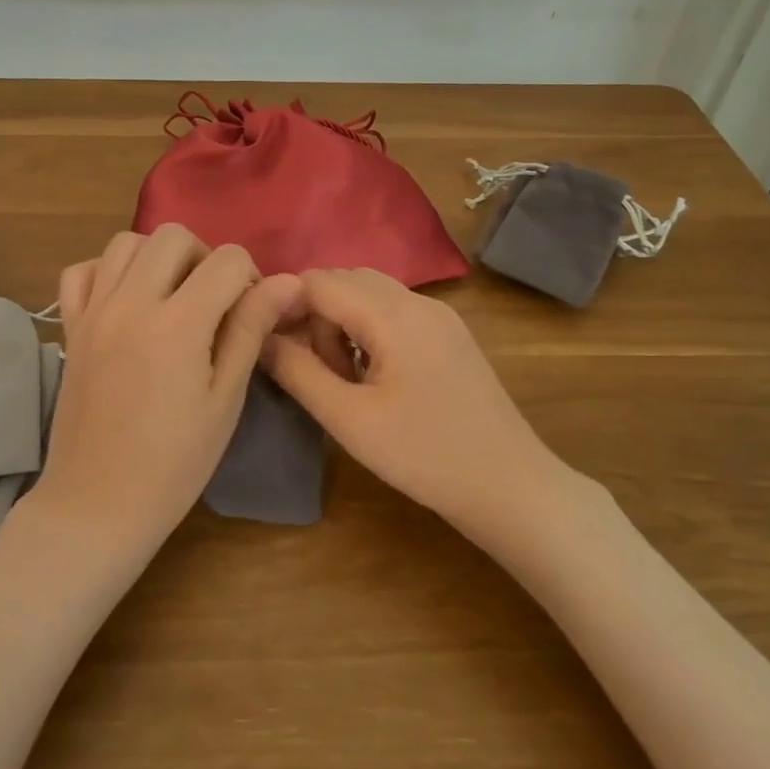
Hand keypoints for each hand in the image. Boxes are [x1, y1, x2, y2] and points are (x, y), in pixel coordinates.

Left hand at [32, 226, 301, 552]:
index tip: (251, 312)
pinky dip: (108, 272)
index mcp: (177, 324)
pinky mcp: (70, 327)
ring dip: (157, 257)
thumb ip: (250, 330)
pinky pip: (82, 271)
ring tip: (171, 297)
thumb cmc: (174, 462)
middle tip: (214, 302)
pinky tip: (126, 301)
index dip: (251, 278)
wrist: (97, 504)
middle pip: (173, 235)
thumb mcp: (225, 399)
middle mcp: (131, 303)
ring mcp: (94, 312)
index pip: (226, 260)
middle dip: (205, 257)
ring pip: (126, 242)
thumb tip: (287, 282)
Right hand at [262, 268, 577, 532]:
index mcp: (394, 314)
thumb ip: (297, 372)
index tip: (271, 345)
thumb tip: (259, 337)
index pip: (320, 280)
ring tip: (345, 380)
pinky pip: (394, 312)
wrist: (510, 487)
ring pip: (369, 294)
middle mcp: (418, 301)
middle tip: (316, 371)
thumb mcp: (349, 419)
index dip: (286, 305)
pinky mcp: (449, 334)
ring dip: (342, 323)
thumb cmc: (424, 456)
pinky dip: (369, 331)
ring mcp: (439, 316)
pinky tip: (375, 379)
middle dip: (316, 316)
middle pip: (345, 280)